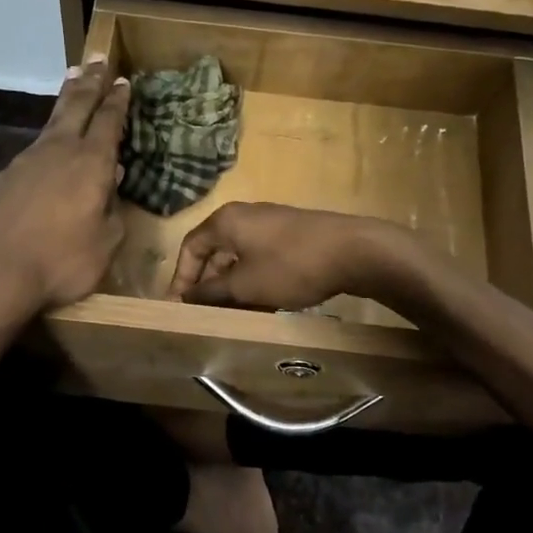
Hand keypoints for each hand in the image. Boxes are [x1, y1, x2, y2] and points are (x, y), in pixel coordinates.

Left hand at [0, 58, 129, 320]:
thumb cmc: (60, 262)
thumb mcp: (105, 244)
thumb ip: (113, 211)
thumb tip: (113, 182)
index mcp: (91, 164)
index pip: (109, 122)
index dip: (118, 101)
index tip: (124, 82)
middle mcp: (58, 151)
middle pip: (77, 106)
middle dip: (91, 83)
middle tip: (99, 60)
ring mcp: (26, 161)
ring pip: (52, 123)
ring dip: (66, 101)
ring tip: (73, 83)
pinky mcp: (4, 177)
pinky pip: (33, 148)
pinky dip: (47, 137)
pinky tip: (47, 147)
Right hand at [169, 203, 412, 310]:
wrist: (353, 251)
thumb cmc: (289, 266)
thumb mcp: (244, 286)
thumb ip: (211, 292)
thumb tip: (186, 297)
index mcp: (226, 221)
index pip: (190, 247)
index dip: (182, 278)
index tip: (179, 306)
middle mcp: (244, 216)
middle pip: (215, 252)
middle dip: (209, 285)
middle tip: (206, 315)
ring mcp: (271, 224)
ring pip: (240, 258)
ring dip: (233, 287)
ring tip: (234, 316)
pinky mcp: (292, 235)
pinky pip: (261, 258)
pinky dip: (255, 281)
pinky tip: (263, 305)